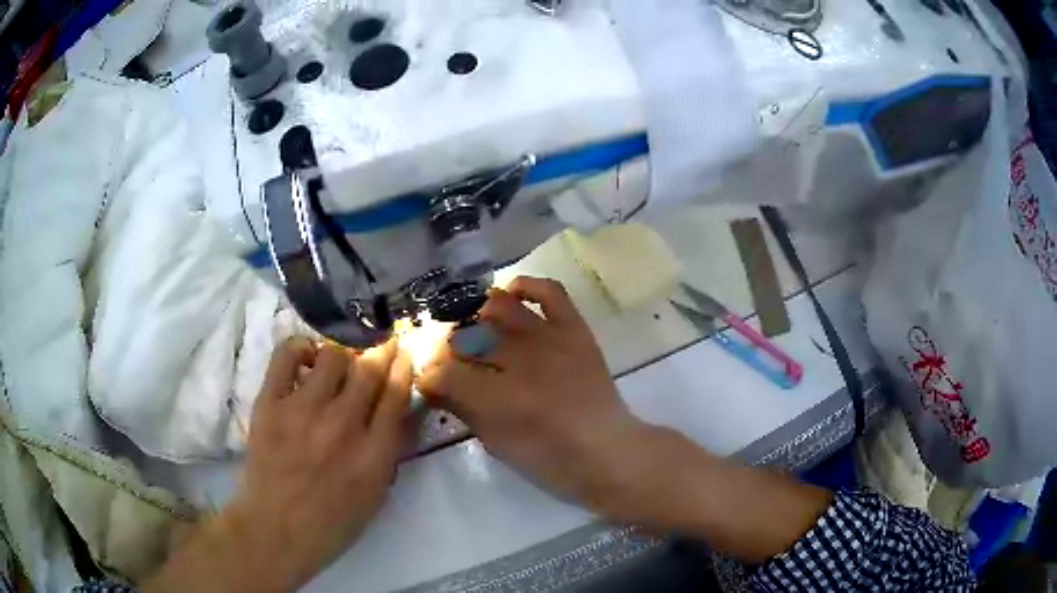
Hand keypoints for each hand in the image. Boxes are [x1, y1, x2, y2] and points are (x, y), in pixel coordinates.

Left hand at [146, 337, 411, 592]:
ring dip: (343, 353)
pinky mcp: (270, 403)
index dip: (403, 367)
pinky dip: (301, 347)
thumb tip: (401, 412)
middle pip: (368, 368)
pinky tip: (308, 358)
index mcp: (373, 455)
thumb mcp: (376, 496)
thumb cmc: (331, 523)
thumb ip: (390, 452)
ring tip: (340, 362)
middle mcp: (342, 426)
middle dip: (381, 351)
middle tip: (381, 346)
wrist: (275, 530)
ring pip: (333, 355)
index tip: (404, 355)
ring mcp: (303, 411)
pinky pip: (287, 354)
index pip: (396, 394)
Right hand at [417, 277, 654, 519]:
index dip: (429, 377)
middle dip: (450, 351)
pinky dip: (526, 286)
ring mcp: (548, 338)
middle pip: (466, 338)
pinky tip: (512, 294)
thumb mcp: (497, 442)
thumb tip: (434, 385)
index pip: (443, 372)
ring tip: (480, 332)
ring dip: (479, 317)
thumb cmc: (549, 457)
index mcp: (497, 396)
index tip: (430, 382)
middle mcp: (519, 359)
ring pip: (499, 307)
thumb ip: (462, 409)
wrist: (607, 449)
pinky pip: (549, 291)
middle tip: (454, 362)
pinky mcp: (573, 329)